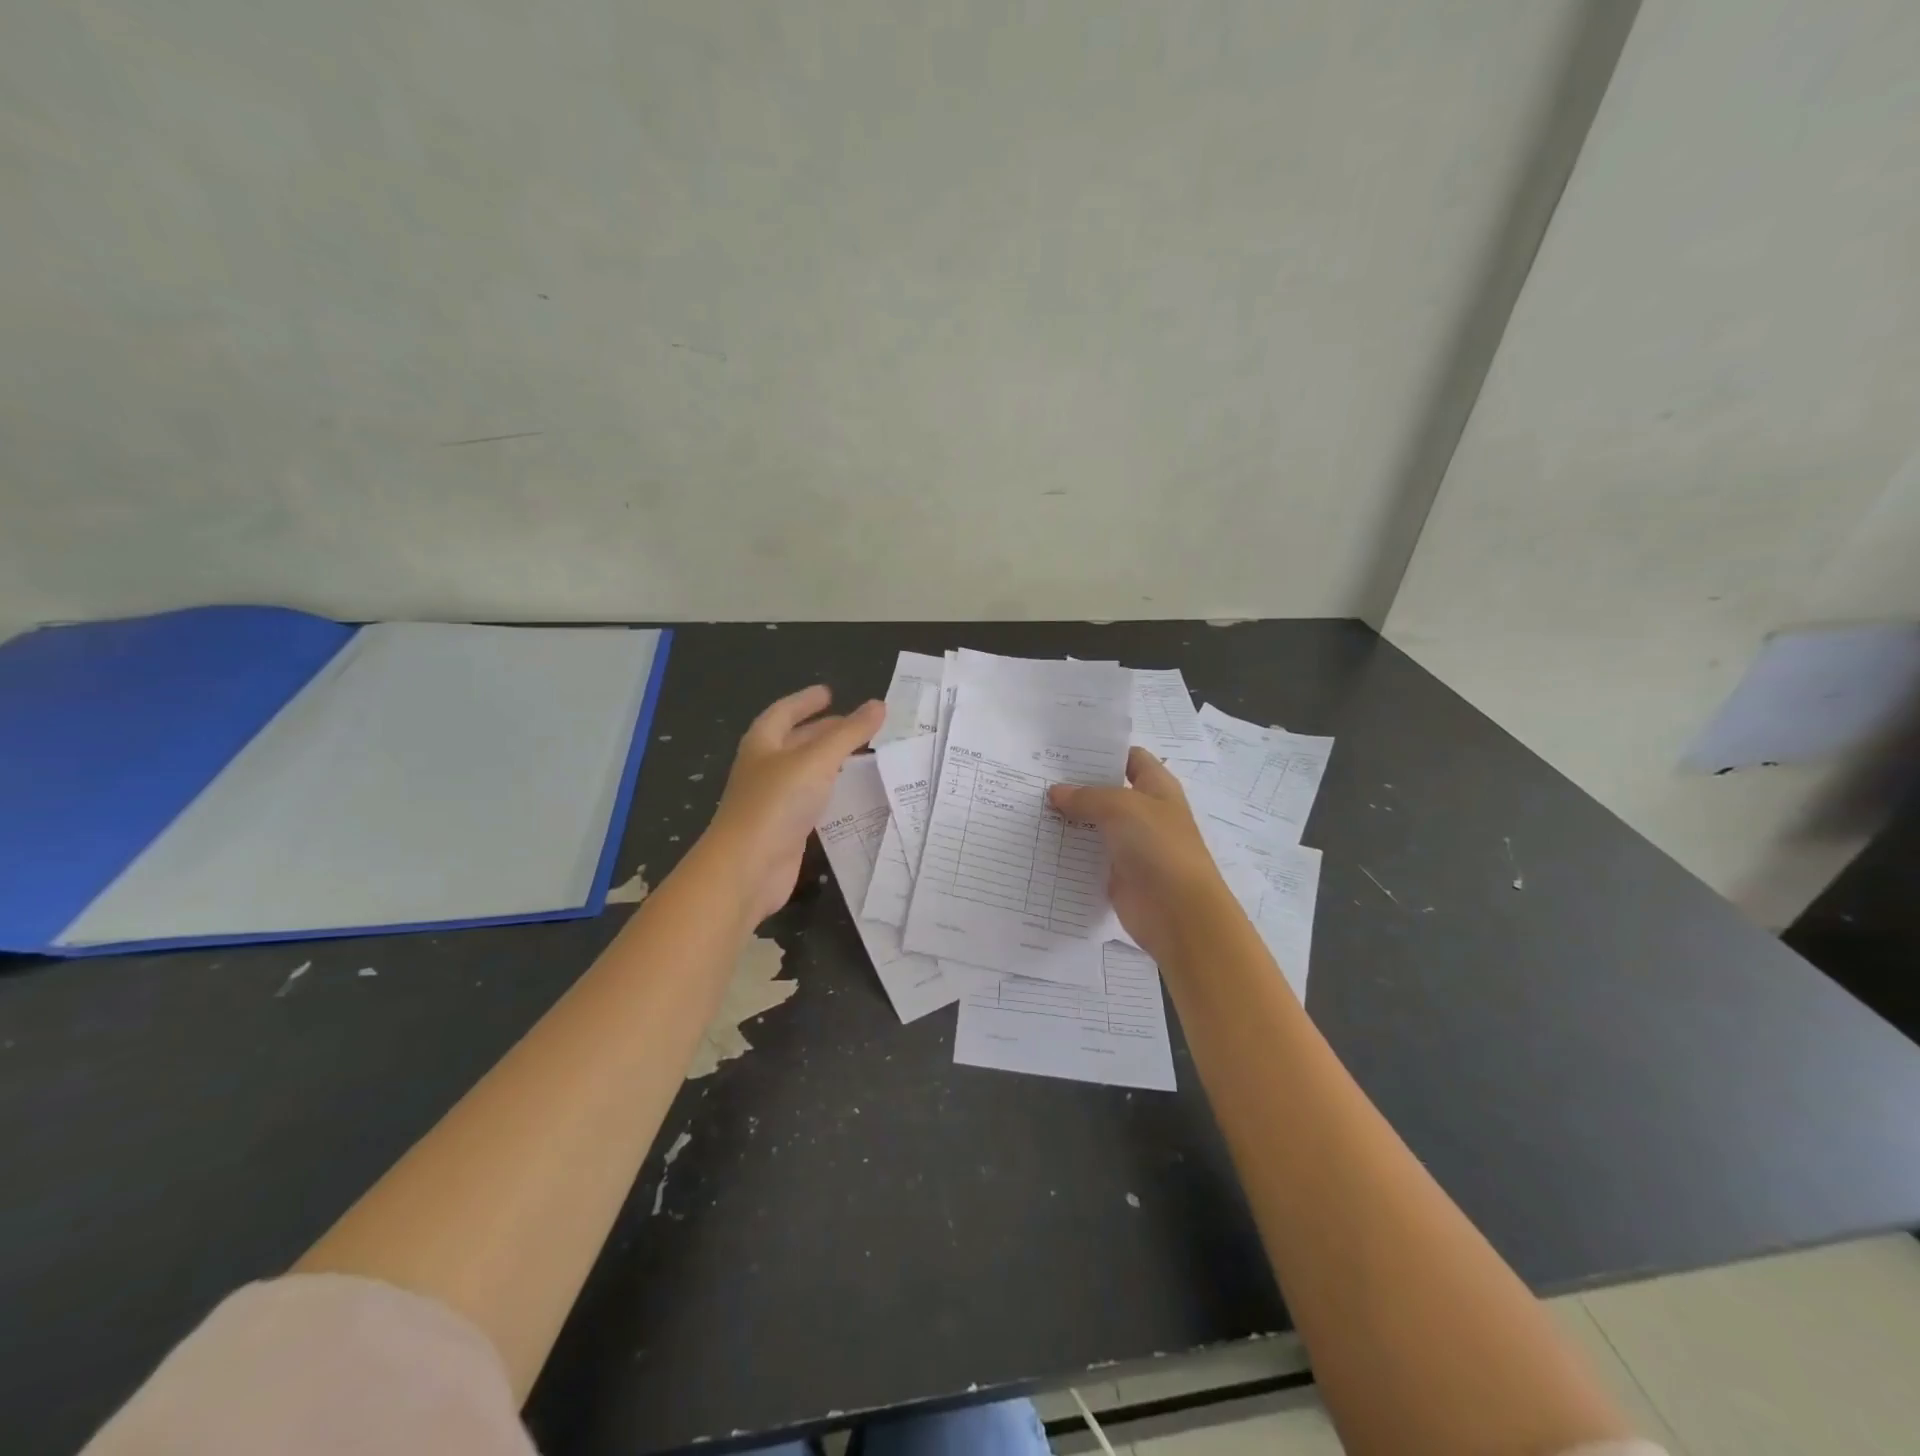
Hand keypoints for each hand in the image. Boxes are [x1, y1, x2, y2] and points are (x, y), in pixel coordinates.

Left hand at [704, 686, 884, 922]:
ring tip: (862, 755)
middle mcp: (765, 768)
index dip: (806, 701)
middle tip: (856, 726)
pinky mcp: (785, 828)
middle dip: (823, 731)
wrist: (748, 868)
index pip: (784, 712)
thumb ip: (849, 733)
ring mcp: (773, 800)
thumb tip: (879, 704)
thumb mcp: (817, 760)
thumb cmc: (777, 803)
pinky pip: (811, 801)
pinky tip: (851, 794)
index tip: (829, 693)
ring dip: (830, 762)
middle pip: (795, 741)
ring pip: (805, 772)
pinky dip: (831, 792)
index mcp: (763, 743)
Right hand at [1048, 747, 1232, 959]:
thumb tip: (1056, 792)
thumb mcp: (1121, 808)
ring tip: (1029, 807)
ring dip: (1068, 819)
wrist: (1178, 913)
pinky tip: (1039, 842)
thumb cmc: (1158, 847)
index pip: (1129, 758)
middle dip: (1075, 785)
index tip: (1063, 750)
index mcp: (1156, 787)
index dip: (1101, 751)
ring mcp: (1131, 844)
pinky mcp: (1117, 873)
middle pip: (1106, 791)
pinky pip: (1089, 856)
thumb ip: (1086, 796)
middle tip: (1035, 777)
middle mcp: (1144, 812)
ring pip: (1094, 824)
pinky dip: (1068, 851)